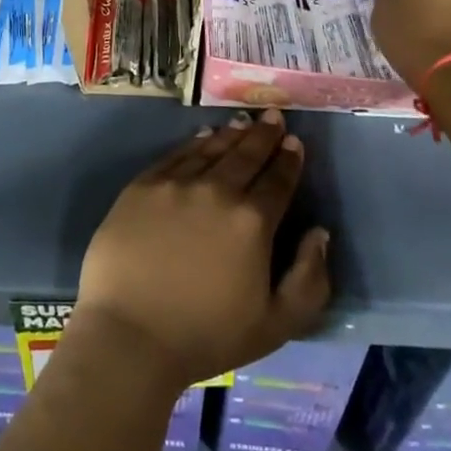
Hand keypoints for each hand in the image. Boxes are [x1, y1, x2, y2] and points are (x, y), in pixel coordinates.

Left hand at [74, 109, 331, 388]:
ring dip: (232, 133)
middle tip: (273, 114)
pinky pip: (176, 154)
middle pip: (246, 155)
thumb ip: (309, 279)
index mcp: (253, 222)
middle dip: (264, 134)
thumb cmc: (207, 336)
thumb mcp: (277, 325)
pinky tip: (204, 135)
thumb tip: (320, 233)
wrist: (130, 334)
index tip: (294, 141)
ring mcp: (177, 183)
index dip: (289, 159)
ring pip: (212, 149)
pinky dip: (195, 142)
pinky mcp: (143, 185)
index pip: (278, 180)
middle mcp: (217, 190)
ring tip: (244, 120)